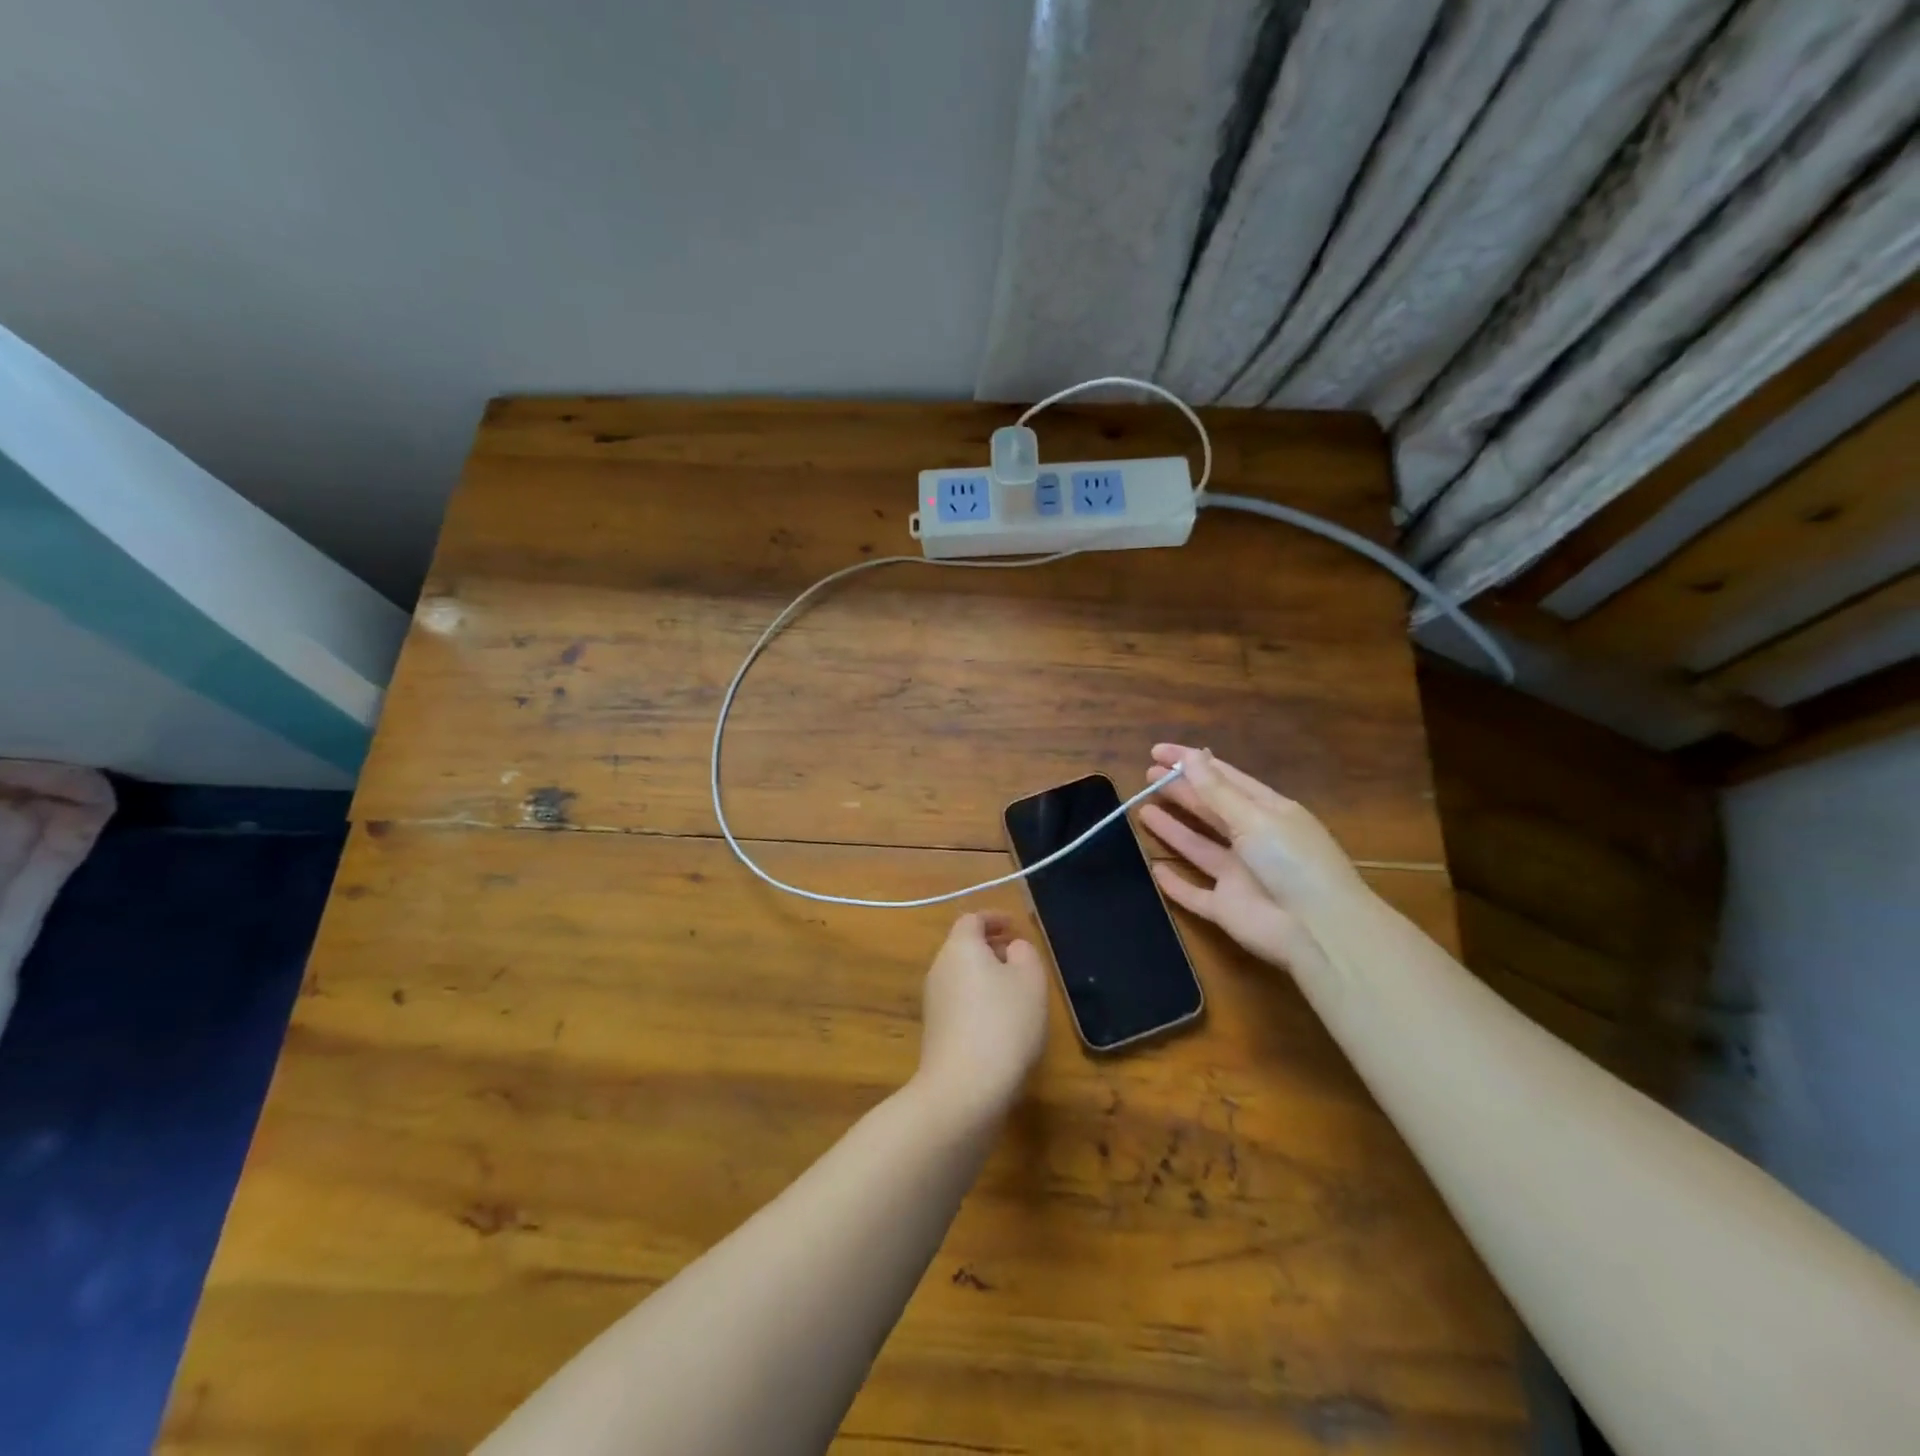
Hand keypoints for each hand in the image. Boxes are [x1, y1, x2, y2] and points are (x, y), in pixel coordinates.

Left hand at [911, 912, 1049, 1126]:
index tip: (1015, 927)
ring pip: (962, 977)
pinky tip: (1002, 1025)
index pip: (972, 920)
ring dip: (986, 978)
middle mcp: (939, 969)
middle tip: (1020, 959)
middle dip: (992, 949)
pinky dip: (979, 1003)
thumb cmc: (1003, 1023)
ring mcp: (933, 1003)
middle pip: (964, 948)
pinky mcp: (935, 1033)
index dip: (994, 919)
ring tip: (1017, 994)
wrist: (964, 1089)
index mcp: (959, 948)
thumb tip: (1011, 949)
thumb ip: (1024, 953)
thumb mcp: (1030, 980)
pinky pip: (960, 1004)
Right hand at [1138, 744, 1365, 974]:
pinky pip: (1195, 894)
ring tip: (1143, 809)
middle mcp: (1253, 841)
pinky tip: (1155, 869)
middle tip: (1147, 775)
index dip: (1192, 763)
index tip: (1158, 751)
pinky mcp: (1227, 909)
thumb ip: (1217, 791)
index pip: (1225, 779)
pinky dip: (1176, 884)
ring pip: (1199, 848)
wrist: (1319, 932)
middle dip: (1180, 791)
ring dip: (1173, 829)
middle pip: (1210, 810)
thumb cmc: (1293, 862)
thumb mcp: (1255, 818)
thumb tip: (1191, 755)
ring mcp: (1239, 876)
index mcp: (1268, 812)